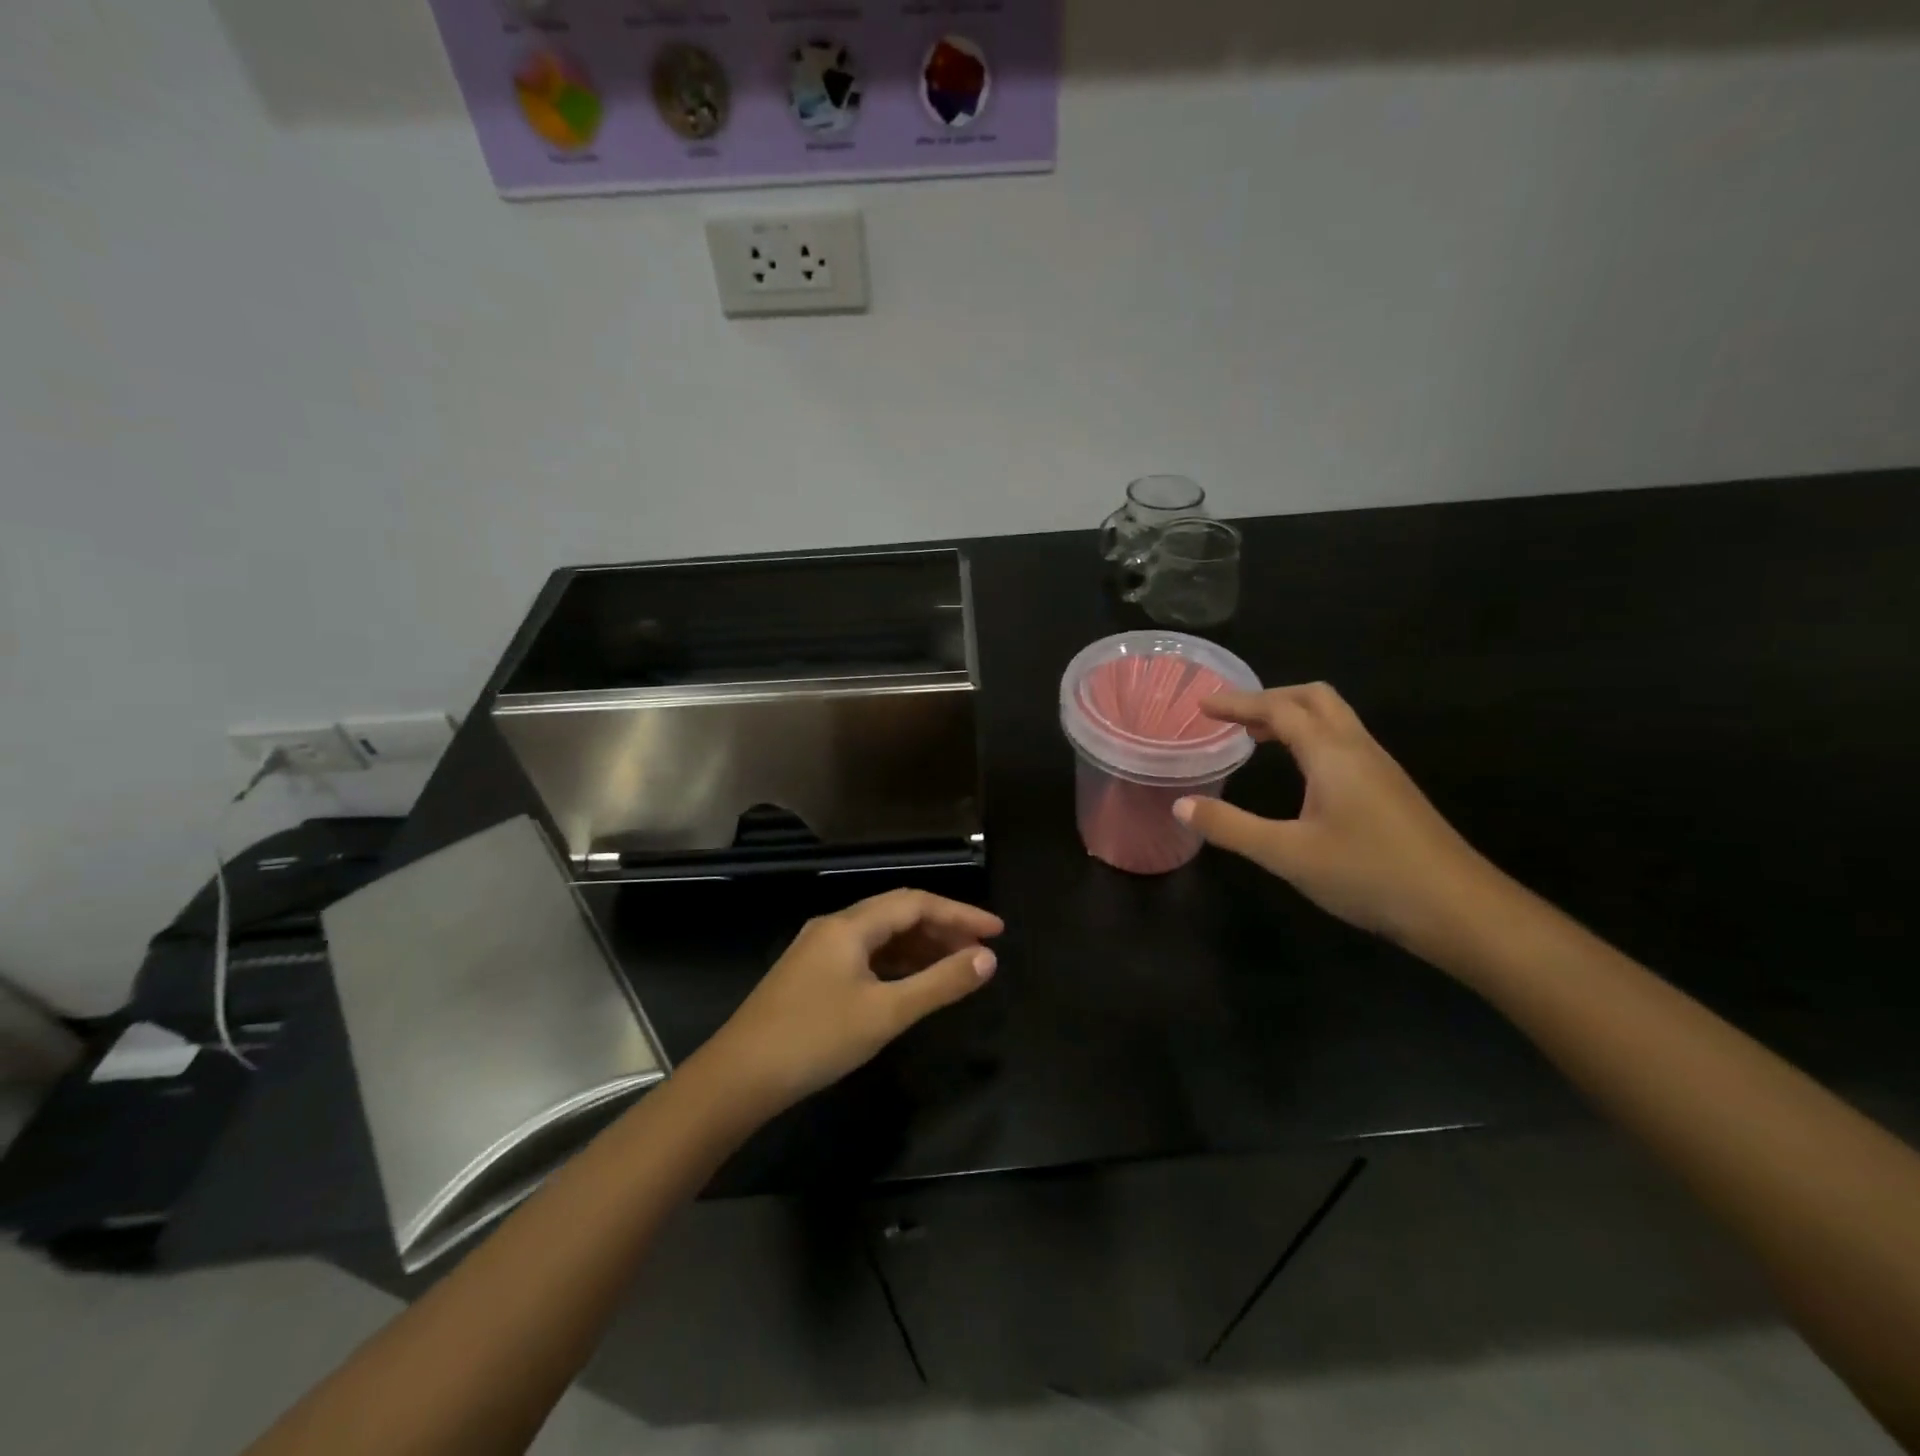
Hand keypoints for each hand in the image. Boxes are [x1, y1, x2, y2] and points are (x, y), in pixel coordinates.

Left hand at [697, 889, 1003, 1116]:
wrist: (737, 1078)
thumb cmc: (815, 1040)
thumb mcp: (885, 1014)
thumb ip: (940, 984)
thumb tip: (987, 959)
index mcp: (850, 925)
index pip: (916, 903)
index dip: (960, 913)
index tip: (997, 931)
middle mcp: (834, 927)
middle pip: (898, 914)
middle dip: (943, 928)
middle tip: (981, 951)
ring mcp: (819, 951)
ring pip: (881, 936)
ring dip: (920, 946)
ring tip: (957, 966)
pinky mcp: (811, 975)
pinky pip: (865, 956)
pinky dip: (896, 963)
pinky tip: (913, 982)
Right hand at [1174, 683, 1502, 956]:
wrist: (1460, 910)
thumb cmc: (1368, 875)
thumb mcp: (1287, 854)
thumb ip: (1230, 827)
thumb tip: (1181, 805)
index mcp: (1332, 754)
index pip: (1279, 709)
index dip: (1238, 703)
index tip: (1201, 704)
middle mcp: (1358, 749)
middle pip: (1314, 698)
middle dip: (1270, 698)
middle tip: (1232, 718)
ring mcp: (1380, 768)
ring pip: (1334, 719)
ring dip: (1292, 717)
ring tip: (1256, 738)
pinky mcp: (1390, 790)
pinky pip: (1344, 741)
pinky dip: (1311, 738)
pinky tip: (1300, 772)